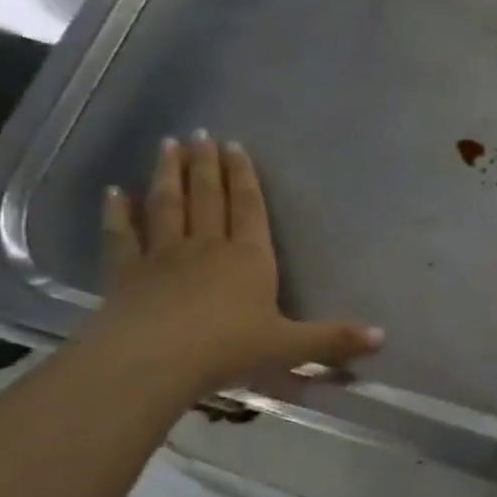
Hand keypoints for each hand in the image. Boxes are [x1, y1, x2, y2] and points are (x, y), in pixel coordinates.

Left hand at [88, 132, 382, 393]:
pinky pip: (122, 236)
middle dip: (206, 164)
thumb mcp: (289, 347)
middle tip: (199, 134)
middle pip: (207, 197)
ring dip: (168, 174)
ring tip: (167, 145)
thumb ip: (332, 340)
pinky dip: (117, 213)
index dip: (243, 176)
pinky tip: (113, 192)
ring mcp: (163, 257)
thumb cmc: (227, 350)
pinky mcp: (126, 274)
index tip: (235, 146)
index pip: (248, 207)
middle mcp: (207, 247)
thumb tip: (382, 337)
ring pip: (168, 206)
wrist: (152, 363)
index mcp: (249, 258)